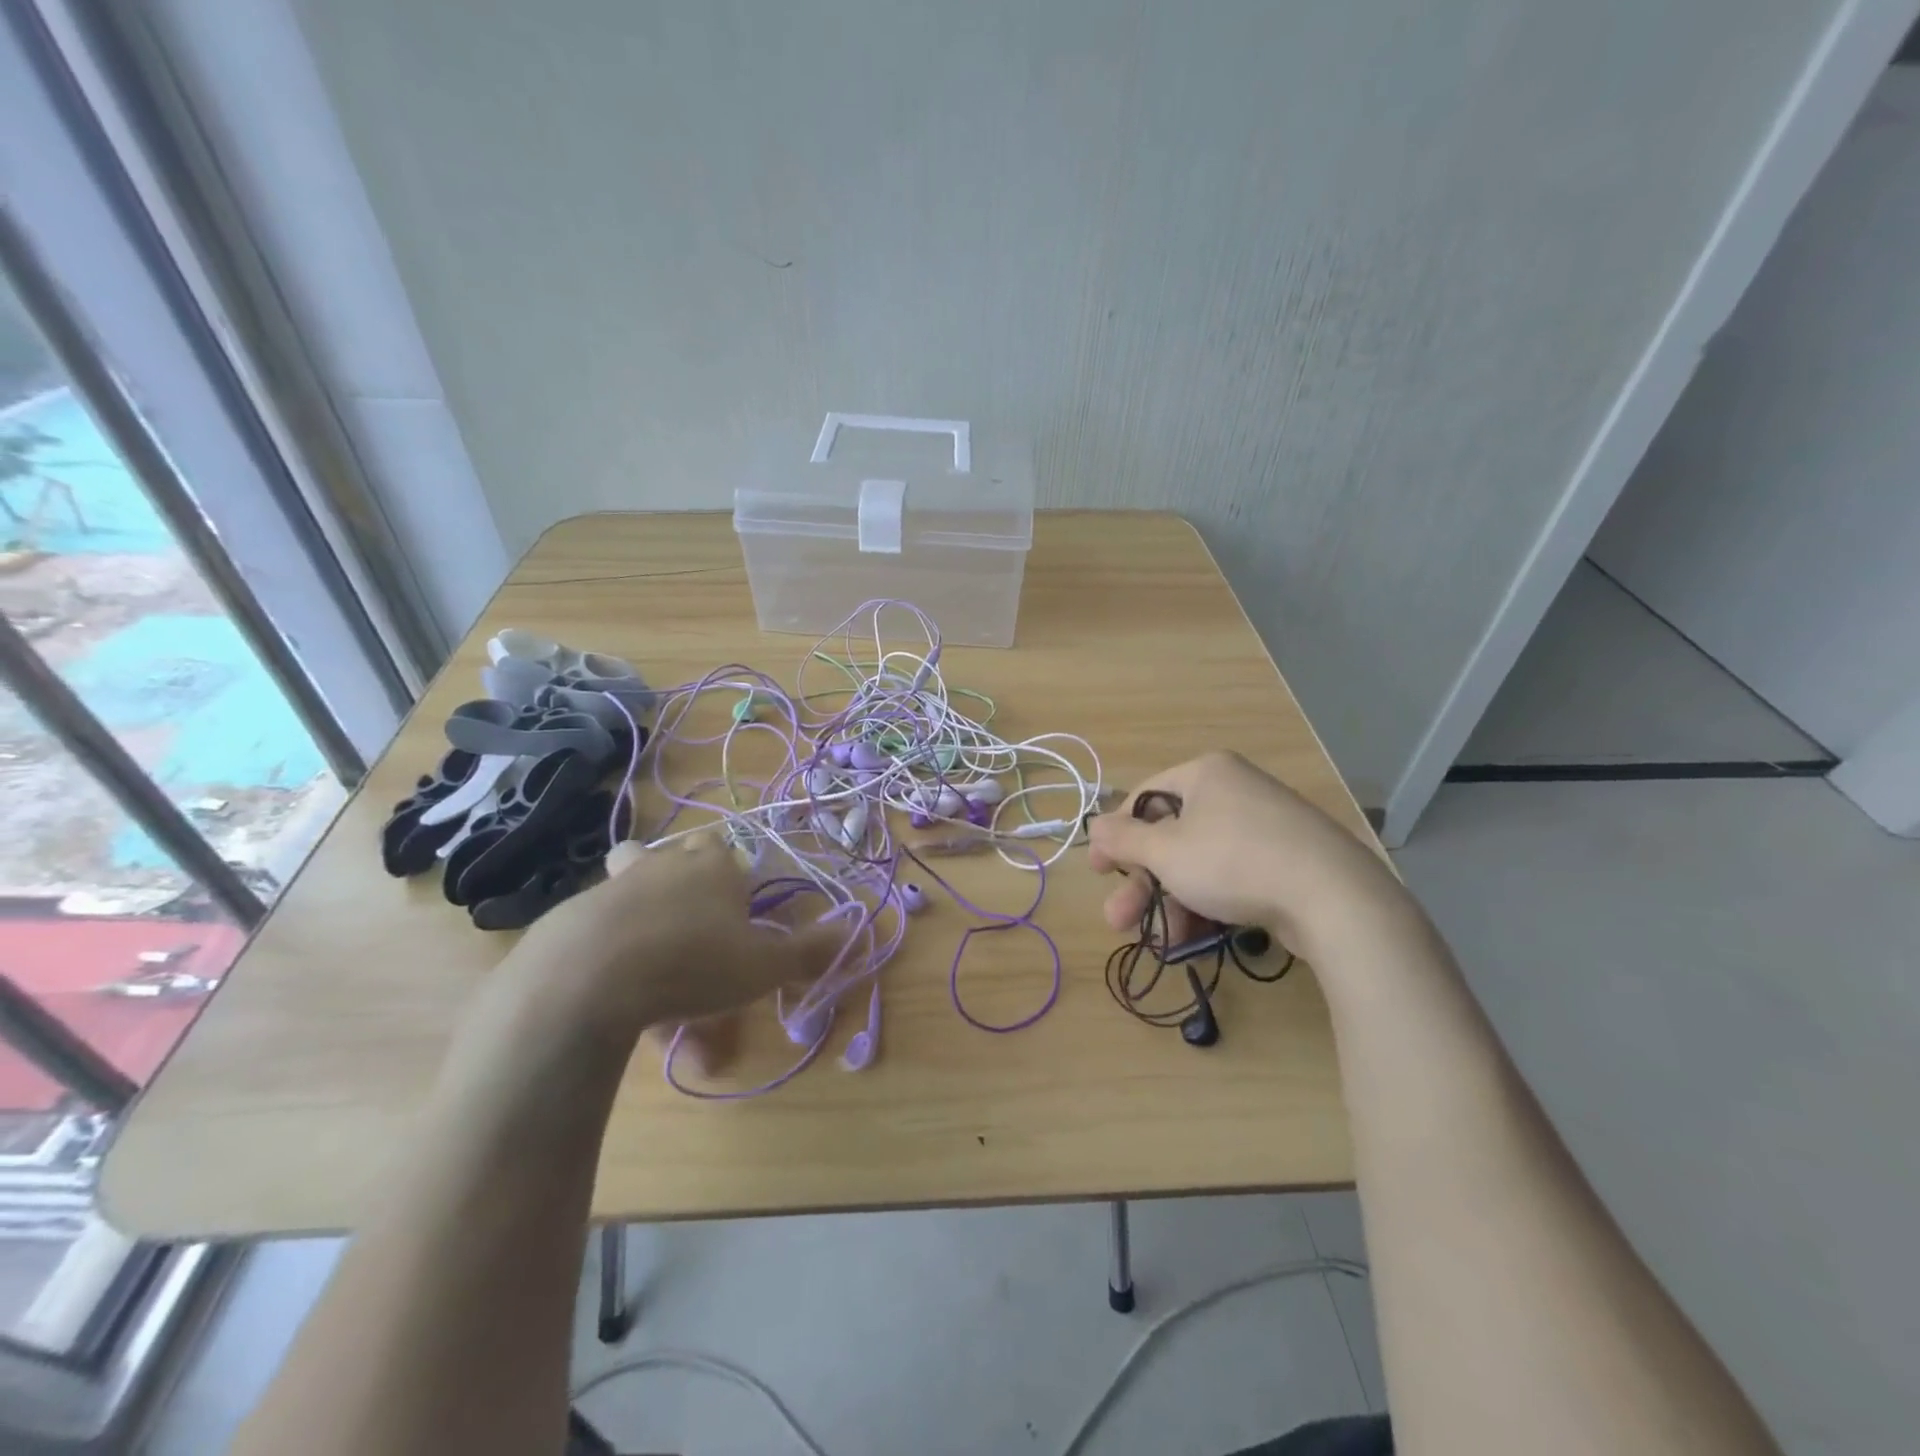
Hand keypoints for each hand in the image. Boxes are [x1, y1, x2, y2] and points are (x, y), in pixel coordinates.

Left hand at [462, 834, 845, 1075]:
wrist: (589, 978)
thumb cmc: (694, 962)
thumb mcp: (763, 966)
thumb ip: (807, 953)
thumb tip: (856, 936)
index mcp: (712, 868)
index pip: (723, 848)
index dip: (729, 871)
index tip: (734, 906)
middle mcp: (662, 866)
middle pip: (668, 853)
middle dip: (679, 877)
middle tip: (690, 920)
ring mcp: (612, 888)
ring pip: (627, 882)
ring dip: (637, 905)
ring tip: (647, 949)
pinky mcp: (569, 919)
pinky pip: (597, 928)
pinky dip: (609, 952)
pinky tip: (614, 994)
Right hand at [1087, 751, 1403, 957]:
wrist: (1336, 899)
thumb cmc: (1234, 861)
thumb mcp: (1166, 851)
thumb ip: (1124, 839)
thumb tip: (1094, 825)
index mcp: (1206, 774)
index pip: (1144, 798)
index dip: (1116, 836)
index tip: (1098, 873)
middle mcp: (1234, 791)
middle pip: (1171, 836)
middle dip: (1142, 883)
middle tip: (1119, 921)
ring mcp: (1264, 826)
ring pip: (1199, 862)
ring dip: (1172, 902)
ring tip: (1160, 942)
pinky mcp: (1287, 861)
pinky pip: (1231, 876)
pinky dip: (1208, 904)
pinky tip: (1194, 940)